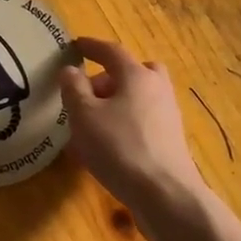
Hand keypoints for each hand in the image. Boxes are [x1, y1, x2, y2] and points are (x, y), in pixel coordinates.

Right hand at [59, 37, 210, 240]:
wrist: (165, 194)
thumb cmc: (120, 147)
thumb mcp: (84, 116)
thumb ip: (74, 89)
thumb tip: (71, 70)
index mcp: (137, 75)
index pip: (111, 52)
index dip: (91, 47)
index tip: (76, 46)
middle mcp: (157, 89)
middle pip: (133, 73)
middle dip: (108, 79)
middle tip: (86, 94)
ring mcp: (167, 116)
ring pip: (137, 99)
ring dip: (114, 105)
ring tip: (88, 127)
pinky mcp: (169, 141)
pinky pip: (140, 123)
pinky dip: (122, 126)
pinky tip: (104, 149)